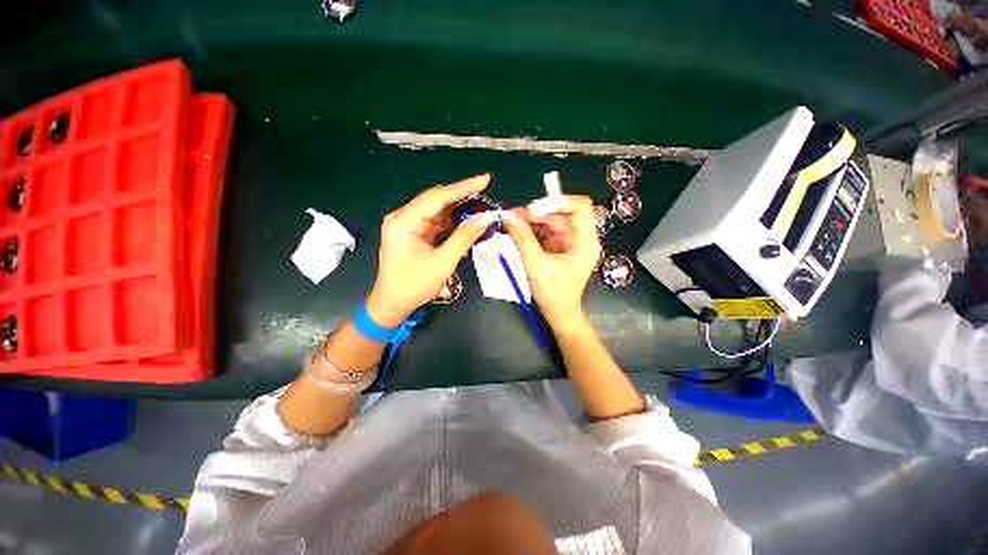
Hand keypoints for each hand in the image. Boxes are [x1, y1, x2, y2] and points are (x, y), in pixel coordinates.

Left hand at [366, 174, 494, 326]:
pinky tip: (467, 219)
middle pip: (436, 199)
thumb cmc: (414, 286)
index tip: (485, 179)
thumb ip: (464, 237)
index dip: (463, 187)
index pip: (437, 197)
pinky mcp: (413, 233)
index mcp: (404, 221)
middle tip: (486, 190)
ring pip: (437, 209)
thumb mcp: (443, 262)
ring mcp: (407, 224)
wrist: (392, 303)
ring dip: (458, 208)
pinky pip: (436, 221)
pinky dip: (452, 220)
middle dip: (462, 195)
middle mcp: (403, 217)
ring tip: (481, 204)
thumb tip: (485, 218)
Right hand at [500, 195, 600, 327]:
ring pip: (553, 221)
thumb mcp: (536, 264)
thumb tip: (508, 215)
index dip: (558, 202)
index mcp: (585, 241)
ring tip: (513, 221)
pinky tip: (519, 230)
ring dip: (533, 220)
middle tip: (515, 215)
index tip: (534, 209)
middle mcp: (581, 238)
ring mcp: (570, 243)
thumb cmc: (553, 292)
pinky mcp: (560, 248)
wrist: (558, 313)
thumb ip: (522, 238)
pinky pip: (547, 231)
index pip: (580, 207)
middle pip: (562, 213)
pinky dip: (533, 229)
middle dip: (539, 211)